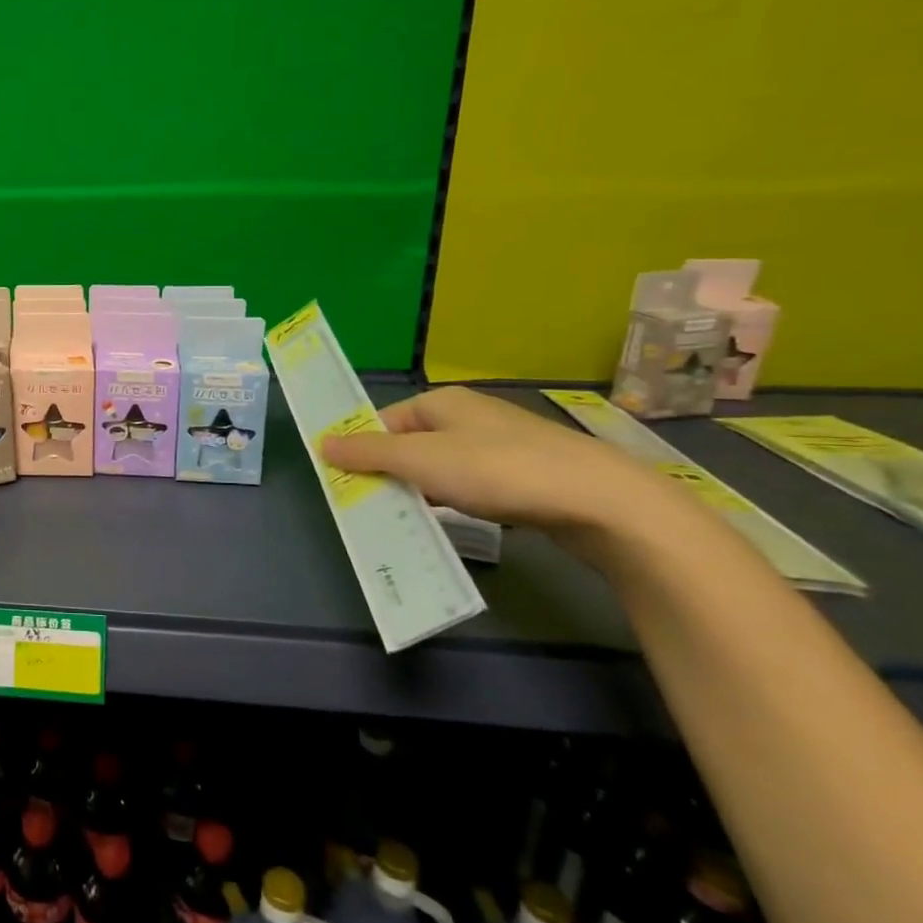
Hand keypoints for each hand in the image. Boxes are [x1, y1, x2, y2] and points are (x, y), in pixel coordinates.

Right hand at [317, 386, 680, 543]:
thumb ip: (368, 452)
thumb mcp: (420, 460)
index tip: (348, 482)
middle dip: (391, 473)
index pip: (384, 421)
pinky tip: (456, 520)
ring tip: (409, 519)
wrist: (601, 502)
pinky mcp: (526, 476)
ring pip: (442, 467)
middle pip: (412, 443)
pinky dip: (456, 501)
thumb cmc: (497, 470)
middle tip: (373, 506)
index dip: (363, 449)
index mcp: (442, 402)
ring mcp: (502, 445)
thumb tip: (321, 442)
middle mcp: (470, 416)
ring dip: (422, 490)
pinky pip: (473, 485)